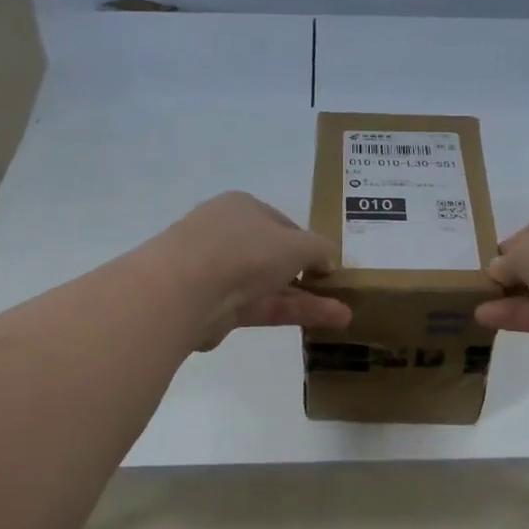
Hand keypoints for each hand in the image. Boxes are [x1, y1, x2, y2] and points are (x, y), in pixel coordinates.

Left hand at [140, 192, 352, 348]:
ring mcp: (218, 272)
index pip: (282, 224)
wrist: (184, 290)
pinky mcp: (216, 307)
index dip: (308, 244)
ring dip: (307, 300)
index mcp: (242, 207)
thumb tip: (329, 260)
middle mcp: (227, 235)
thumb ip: (320, 250)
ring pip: (270, 285)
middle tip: (337, 292)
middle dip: (308, 275)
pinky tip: (325, 321)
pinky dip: (291, 313)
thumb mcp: (297, 244)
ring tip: (344, 316)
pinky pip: (261, 308)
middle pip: (274, 256)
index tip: (329, 266)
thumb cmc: (245, 250)